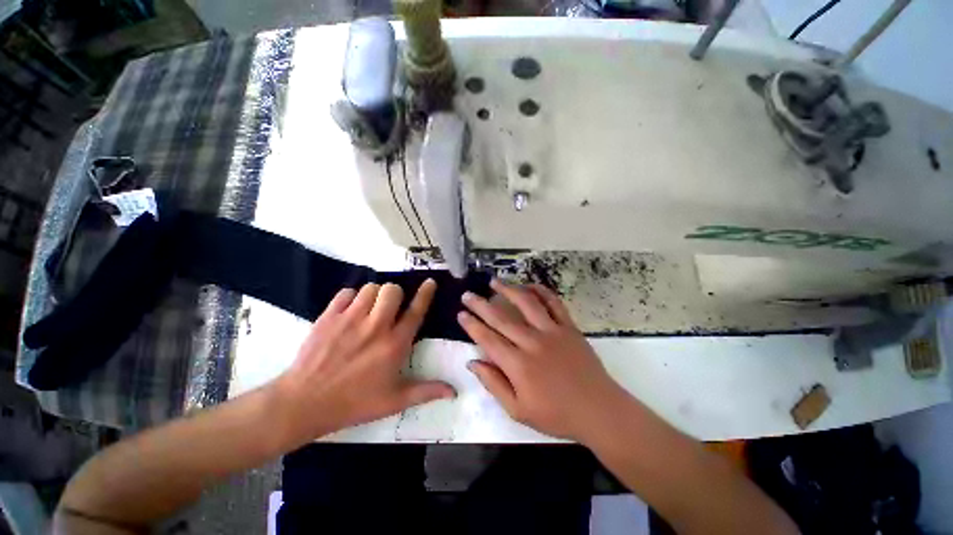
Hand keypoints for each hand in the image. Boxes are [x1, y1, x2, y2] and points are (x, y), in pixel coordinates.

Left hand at [272, 280, 453, 444]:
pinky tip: (350, 311)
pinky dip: (352, 297)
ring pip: (370, 288)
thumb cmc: (354, 402)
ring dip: (374, 295)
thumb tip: (454, 391)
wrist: (304, 403)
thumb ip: (426, 392)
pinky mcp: (329, 316)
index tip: (430, 282)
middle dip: (395, 294)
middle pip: (392, 290)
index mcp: (394, 344)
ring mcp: (350, 319)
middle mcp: (376, 326)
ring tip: (370, 309)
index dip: (425, 294)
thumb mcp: (394, 401)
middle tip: (390, 307)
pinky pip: (346, 293)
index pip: (416, 311)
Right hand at [457, 279, 626, 441]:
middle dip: (481, 305)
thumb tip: (473, 362)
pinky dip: (541, 291)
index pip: (488, 339)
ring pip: (527, 303)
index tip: (461, 313)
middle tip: (468, 294)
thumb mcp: (518, 411)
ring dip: (508, 290)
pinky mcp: (569, 327)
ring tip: (494, 281)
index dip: (472, 325)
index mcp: (518, 365)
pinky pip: (554, 303)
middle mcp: (533, 342)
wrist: (598, 410)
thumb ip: (493, 384)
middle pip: (502, 318)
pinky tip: (530, 285)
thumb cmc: (556, 415)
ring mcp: (553, 331)